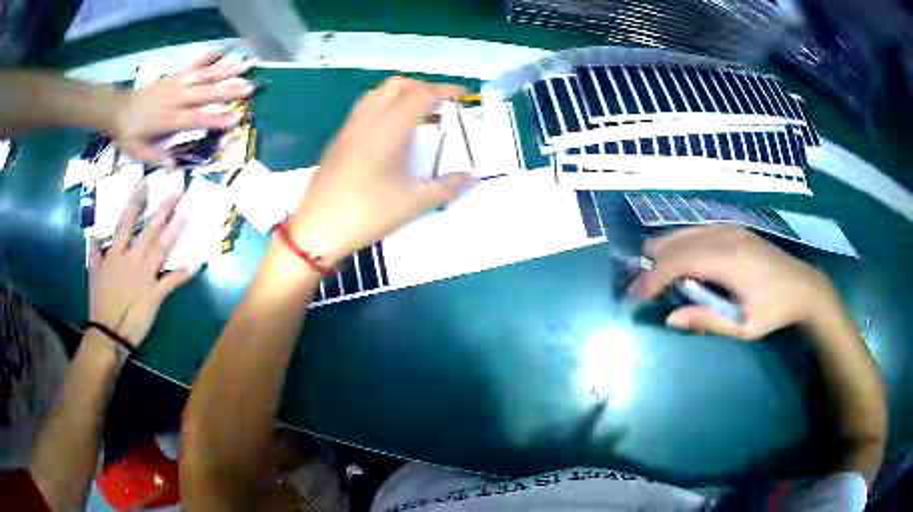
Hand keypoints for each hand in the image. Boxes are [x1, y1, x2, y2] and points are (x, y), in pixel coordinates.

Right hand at [89, 181, 196, 346]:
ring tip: (187, 214)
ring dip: (175, 230)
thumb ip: (94, 253)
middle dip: (164, 210)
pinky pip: (172, 281)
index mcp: (116, 253)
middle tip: (178, 192)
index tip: (145, 182)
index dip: (135, 201)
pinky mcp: (155, 294)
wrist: (108, 331)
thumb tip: (93, 236)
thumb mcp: (93, 274)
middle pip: (149, 230)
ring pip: (162, 248)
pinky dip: (184, 273)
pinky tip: (196, 264)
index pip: (125, 221)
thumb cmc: (99, 303)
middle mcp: (132, 259)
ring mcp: (145, 276)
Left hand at [111, 49, 255, 165]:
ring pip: (205, 75)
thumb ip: (157, 158)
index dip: (215, 119)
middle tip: (251, 87)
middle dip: (229, 90)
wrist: (119, 109)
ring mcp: (177, 84)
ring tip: (247, 65)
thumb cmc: (130, 134)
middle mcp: (176, 98)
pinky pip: (195, 63)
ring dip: (227, 70)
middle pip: (205, 93)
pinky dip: (210, 56)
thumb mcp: (138, 152)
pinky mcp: (176, 76)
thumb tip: (175, 166)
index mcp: (168, 119)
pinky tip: (225, 50)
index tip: (236, 118)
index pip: (195, 119)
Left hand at [286, 76, 477, 263]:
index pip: (422, 94)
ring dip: (400, 96)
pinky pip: (364, 110)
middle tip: (440, 106)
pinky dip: (383, 108)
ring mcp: (350, 128)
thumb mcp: (415, 202)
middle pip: (397, 85)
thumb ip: (447, 187)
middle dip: (422, 88)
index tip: (462, 96)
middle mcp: (369, 119)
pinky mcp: (338, 141)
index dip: (445, 91)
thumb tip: (473, 178)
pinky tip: (389, 134)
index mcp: (390, 127)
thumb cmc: (369, 213)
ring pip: (377, 94)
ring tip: (417, 116)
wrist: (318, 228)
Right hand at [629, 225, 838, 339]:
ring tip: (658, 281)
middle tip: (642, 291)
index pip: (676, 261)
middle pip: (673, 241)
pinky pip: (694, 231)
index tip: (634, 298)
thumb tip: (670, 318)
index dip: (651, 278)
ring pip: (681, 232)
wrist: (804, 287)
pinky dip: (679, 247)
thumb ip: (706, 319)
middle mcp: (723, 234)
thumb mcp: (742, 325)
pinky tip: (681, 266)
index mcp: (727, 258)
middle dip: (651, 265)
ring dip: (664, 254)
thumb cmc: (774, 310)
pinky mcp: (731, 228)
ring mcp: (727, 227)